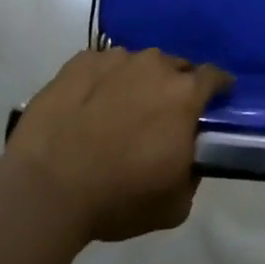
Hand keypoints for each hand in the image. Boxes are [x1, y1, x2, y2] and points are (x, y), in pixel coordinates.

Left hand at [8, 49, 230, 242]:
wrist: (47, 188)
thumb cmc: (119, 197)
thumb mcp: (175, 204)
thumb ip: (192, 172)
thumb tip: (187, 157)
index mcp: (184, 94)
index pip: (214, 77)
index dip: (218, 87)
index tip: (216, 100)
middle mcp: (154, 65)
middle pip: (175, 67)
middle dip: (175, 86)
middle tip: (163, 115)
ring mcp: (114, 59)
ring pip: (137, 64)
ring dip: (137, 82)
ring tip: (120, 111)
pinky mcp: (79, 62)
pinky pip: (102, 66)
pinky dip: (103, 81)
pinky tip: (89, 106)